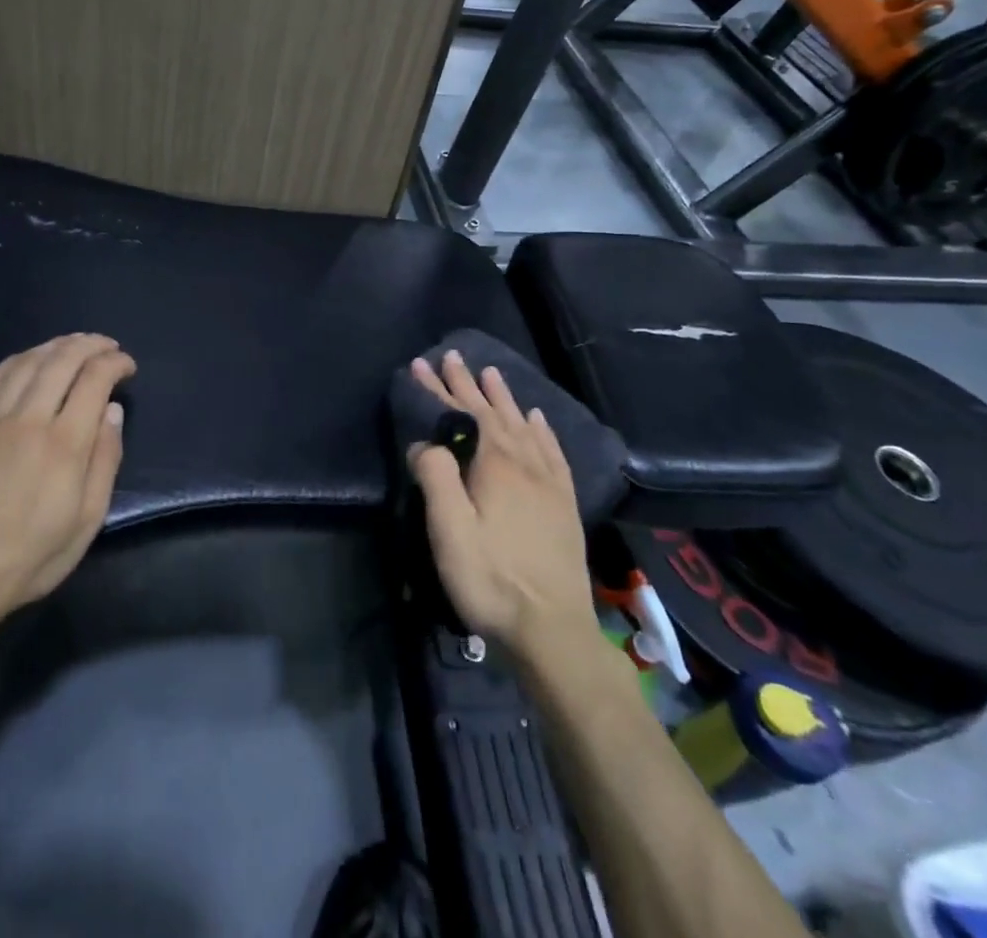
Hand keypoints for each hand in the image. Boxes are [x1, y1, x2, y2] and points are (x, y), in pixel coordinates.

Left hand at [0, 333, 135, 636]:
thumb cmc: (29, 556)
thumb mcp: (87, 520)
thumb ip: (104, 460)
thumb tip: (112, 412)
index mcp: (64, 444)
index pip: (94, 379)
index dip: (115, 363)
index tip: (127, 366)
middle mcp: (27, 419)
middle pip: (62, 359)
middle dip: (90, 344)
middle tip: (106, 346)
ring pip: (26, 361)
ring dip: (56, 345)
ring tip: (73, 345)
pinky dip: (18, 360)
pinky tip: (28, 361)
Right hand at [407, 349, 594, 654]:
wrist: (553, 632)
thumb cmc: (491, 580)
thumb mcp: (449, 532)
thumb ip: (436, 478)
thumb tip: (425, 442)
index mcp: (494, 466)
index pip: (462, 415)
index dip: (440, 389)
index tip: (422, 363)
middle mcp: (524, 464)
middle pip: (492, 414)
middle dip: (468, 384)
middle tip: (453, 356)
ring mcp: (548, 483)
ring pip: (523, 426)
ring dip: (504, 398)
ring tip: (492, 373)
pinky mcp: (564, 504)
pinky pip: (552, 453)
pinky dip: (542, 430)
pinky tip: (538, 419)